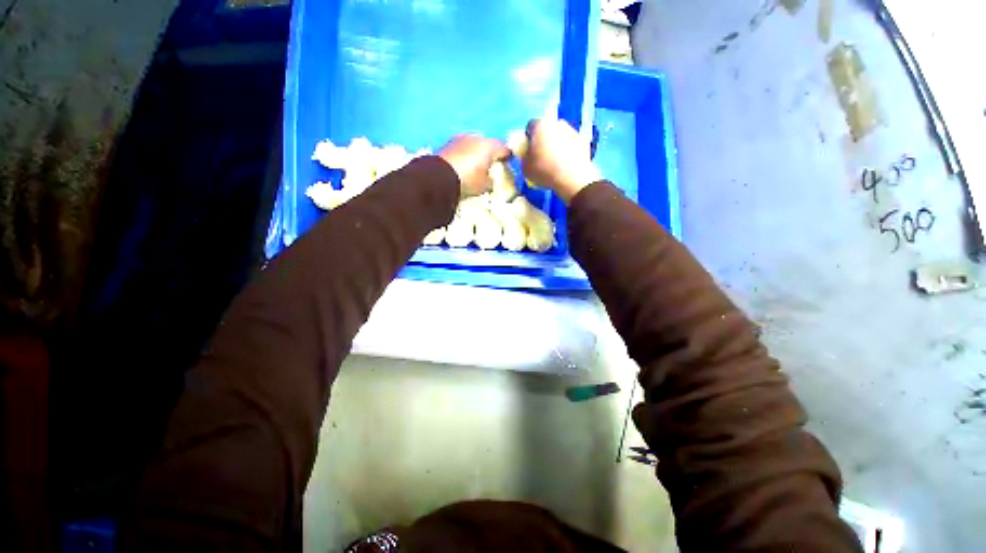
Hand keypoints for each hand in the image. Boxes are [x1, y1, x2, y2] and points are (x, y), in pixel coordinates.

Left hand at [438, 135, 511, 196]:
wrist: (438, 177)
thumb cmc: (468, 180)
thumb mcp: (485, 186)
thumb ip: (492, 180)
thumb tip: (492, 178)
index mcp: (489, 145)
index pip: (504, 148)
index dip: (508, 156)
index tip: (509, 163)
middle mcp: (476, 137)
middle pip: (488, 145)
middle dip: (490, 154)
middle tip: (491, 166)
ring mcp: (460, 139)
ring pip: (473, 145)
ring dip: (476, 154)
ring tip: (476, 167)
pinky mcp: (447, 144)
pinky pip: (461, 149)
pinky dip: (464, 156)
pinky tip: (463, 166)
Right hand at [522, 119, 601, 202]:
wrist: (572, 178)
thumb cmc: (545, 170)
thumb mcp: (525, 168)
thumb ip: (524, 157)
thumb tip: (526, 155)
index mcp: (541, 125)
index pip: (530, 127)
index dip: (528, 139)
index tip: (528, 151)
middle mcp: (557, 123)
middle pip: (547, 130)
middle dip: (543, 140)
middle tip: (541, 157)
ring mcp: (573, 130)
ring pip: (560, 136)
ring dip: (557, 145)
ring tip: (555, 162)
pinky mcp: (584, 141)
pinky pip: (572, 144)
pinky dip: (569, 151)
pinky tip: (566, 165)